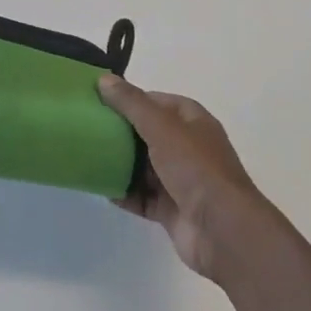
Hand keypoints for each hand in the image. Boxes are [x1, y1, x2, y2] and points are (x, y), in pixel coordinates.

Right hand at [99, 76, 266, 280]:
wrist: (223, 231)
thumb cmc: (195, 168)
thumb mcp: (161, 127)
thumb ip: (131, 103)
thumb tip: (103, 79)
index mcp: (192, 122)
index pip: (157, 102)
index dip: (131, 99)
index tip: (100, 100)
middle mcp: (188, 148)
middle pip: (147, 134)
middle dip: (120, 131)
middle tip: (88, 127)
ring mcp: (180, 181)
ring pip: (142, 166)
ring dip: (119, 163)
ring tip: (87, 155)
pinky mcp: (171, 209)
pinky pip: (141, 196)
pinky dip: (123, 192)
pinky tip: (100, 187)